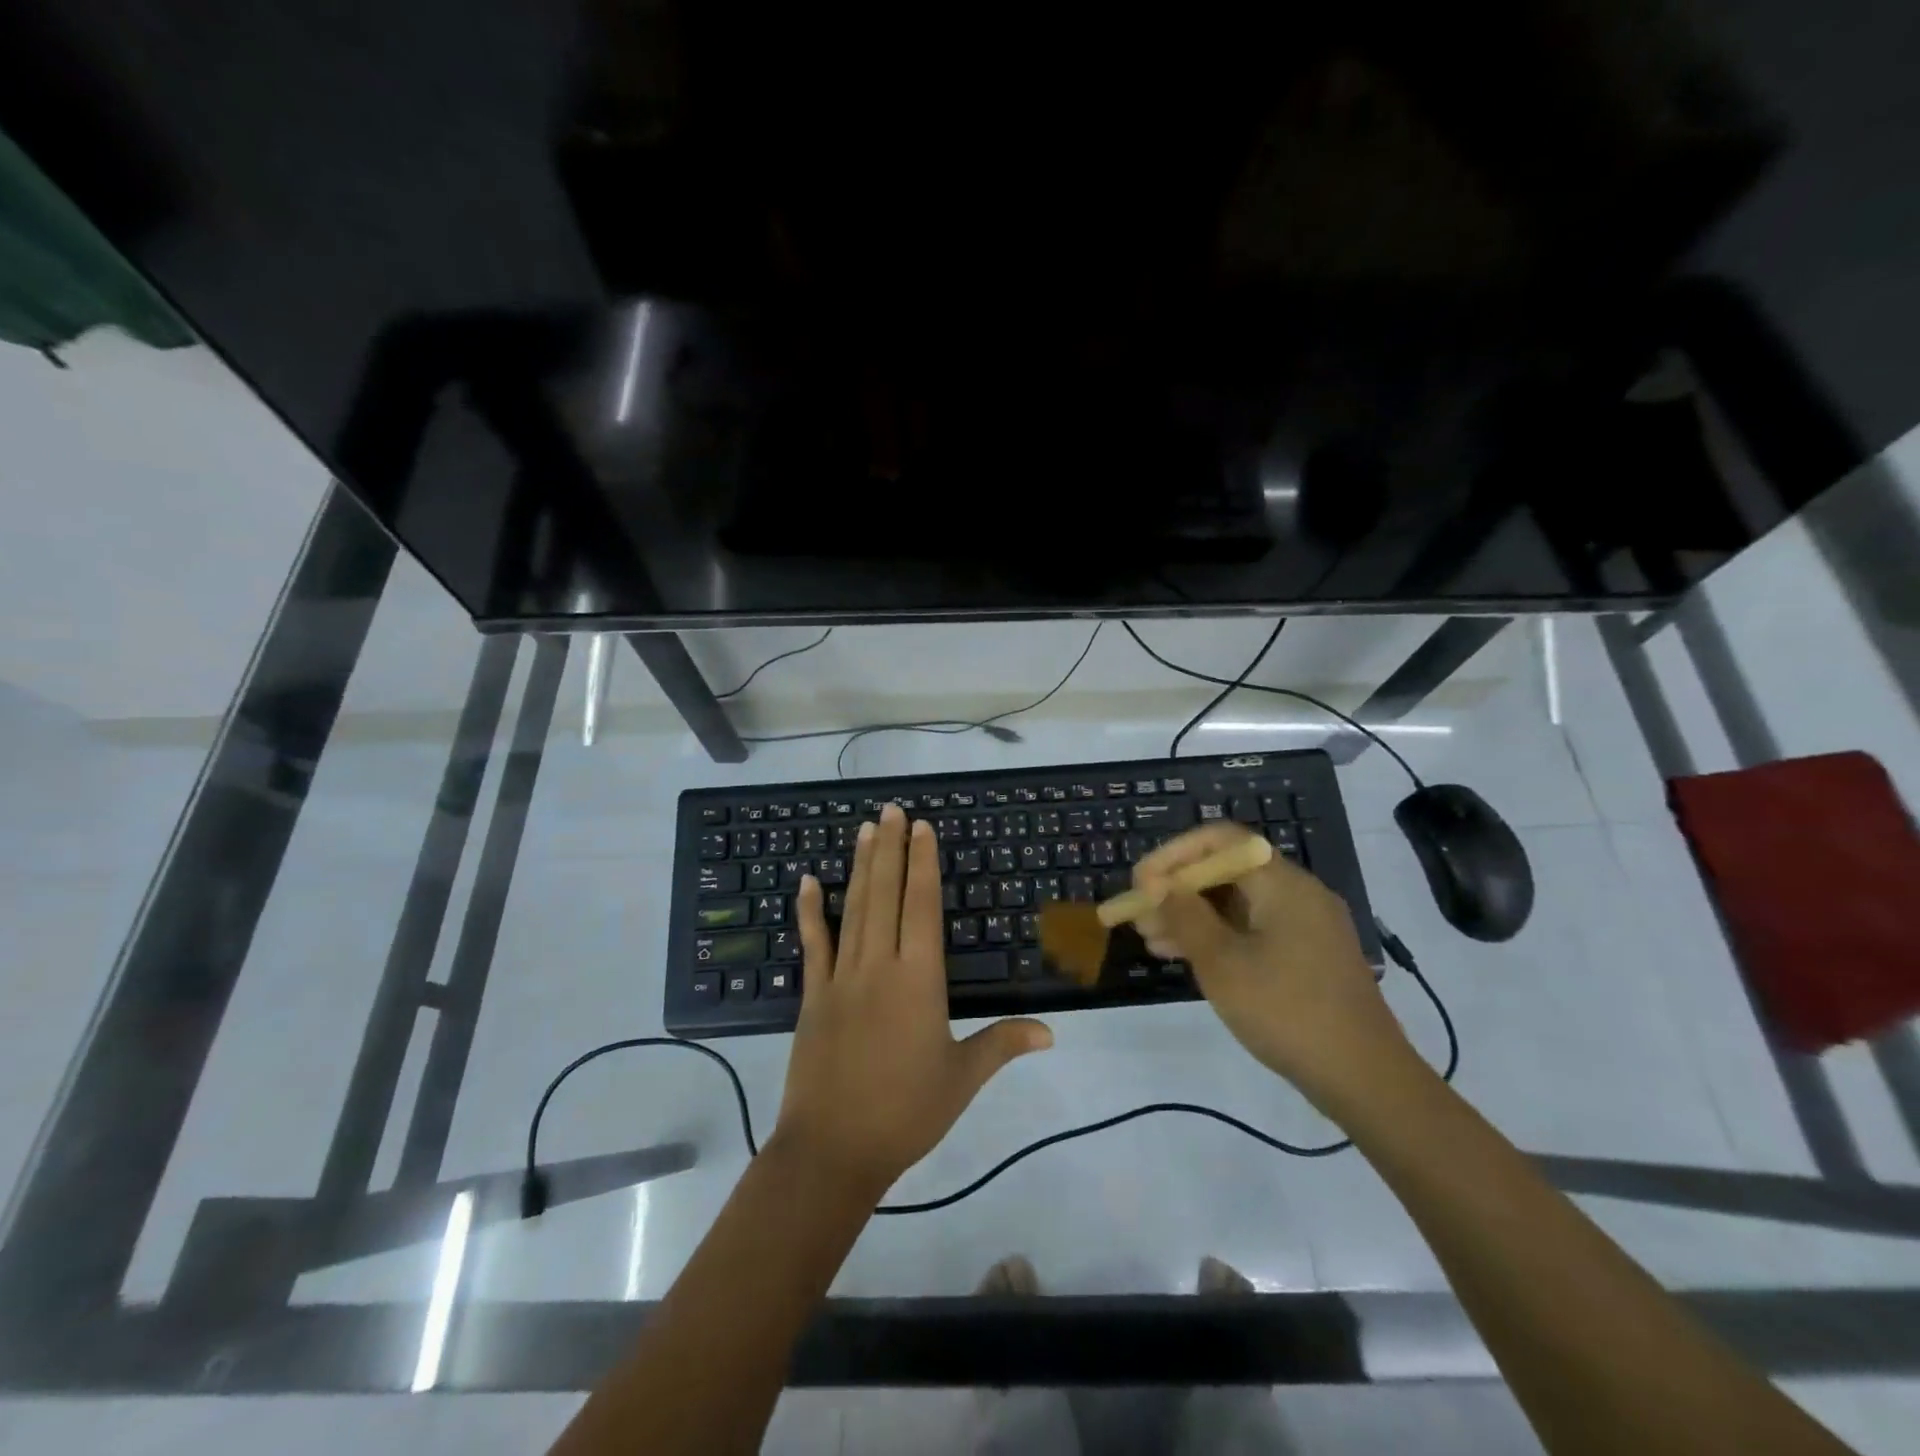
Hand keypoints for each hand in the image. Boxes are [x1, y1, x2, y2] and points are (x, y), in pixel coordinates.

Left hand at [774, 804, 1052, 1197]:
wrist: (832, 1149)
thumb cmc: (906, 1113)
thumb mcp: (962, 1079)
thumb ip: (1003, 1044)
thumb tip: (1051, 1032)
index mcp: (919, 979)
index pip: (922, 906)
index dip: (923, 863)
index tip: (922, 828)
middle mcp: (879, 965)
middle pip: (886, 894)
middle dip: (891, 848)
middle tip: (892, 810)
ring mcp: (841, 977)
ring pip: (854, 909)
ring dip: (860, 866)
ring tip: (865, 829)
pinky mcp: (814, 995)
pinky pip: (813, 944)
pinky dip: (810, 911)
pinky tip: (807, 881)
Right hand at [1132, 823, 1410, 1108]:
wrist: (1365, 1079)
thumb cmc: (1286, 1011)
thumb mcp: (1222, 963)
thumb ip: (1185, 916)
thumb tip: (1158, 885)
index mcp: (1282, 883)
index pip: (1220, 840)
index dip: (1174, 854)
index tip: (1141, 883)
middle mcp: (1297, 893)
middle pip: (1226, 871)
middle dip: (1178, 889)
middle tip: (1139, 915)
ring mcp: (1305, 925)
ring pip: (1237, 903)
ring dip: (1192, 916)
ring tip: (1151, 941)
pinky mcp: (1307, 955)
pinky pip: (1253, 929)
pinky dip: (1217, 936)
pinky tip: (1184, 958)